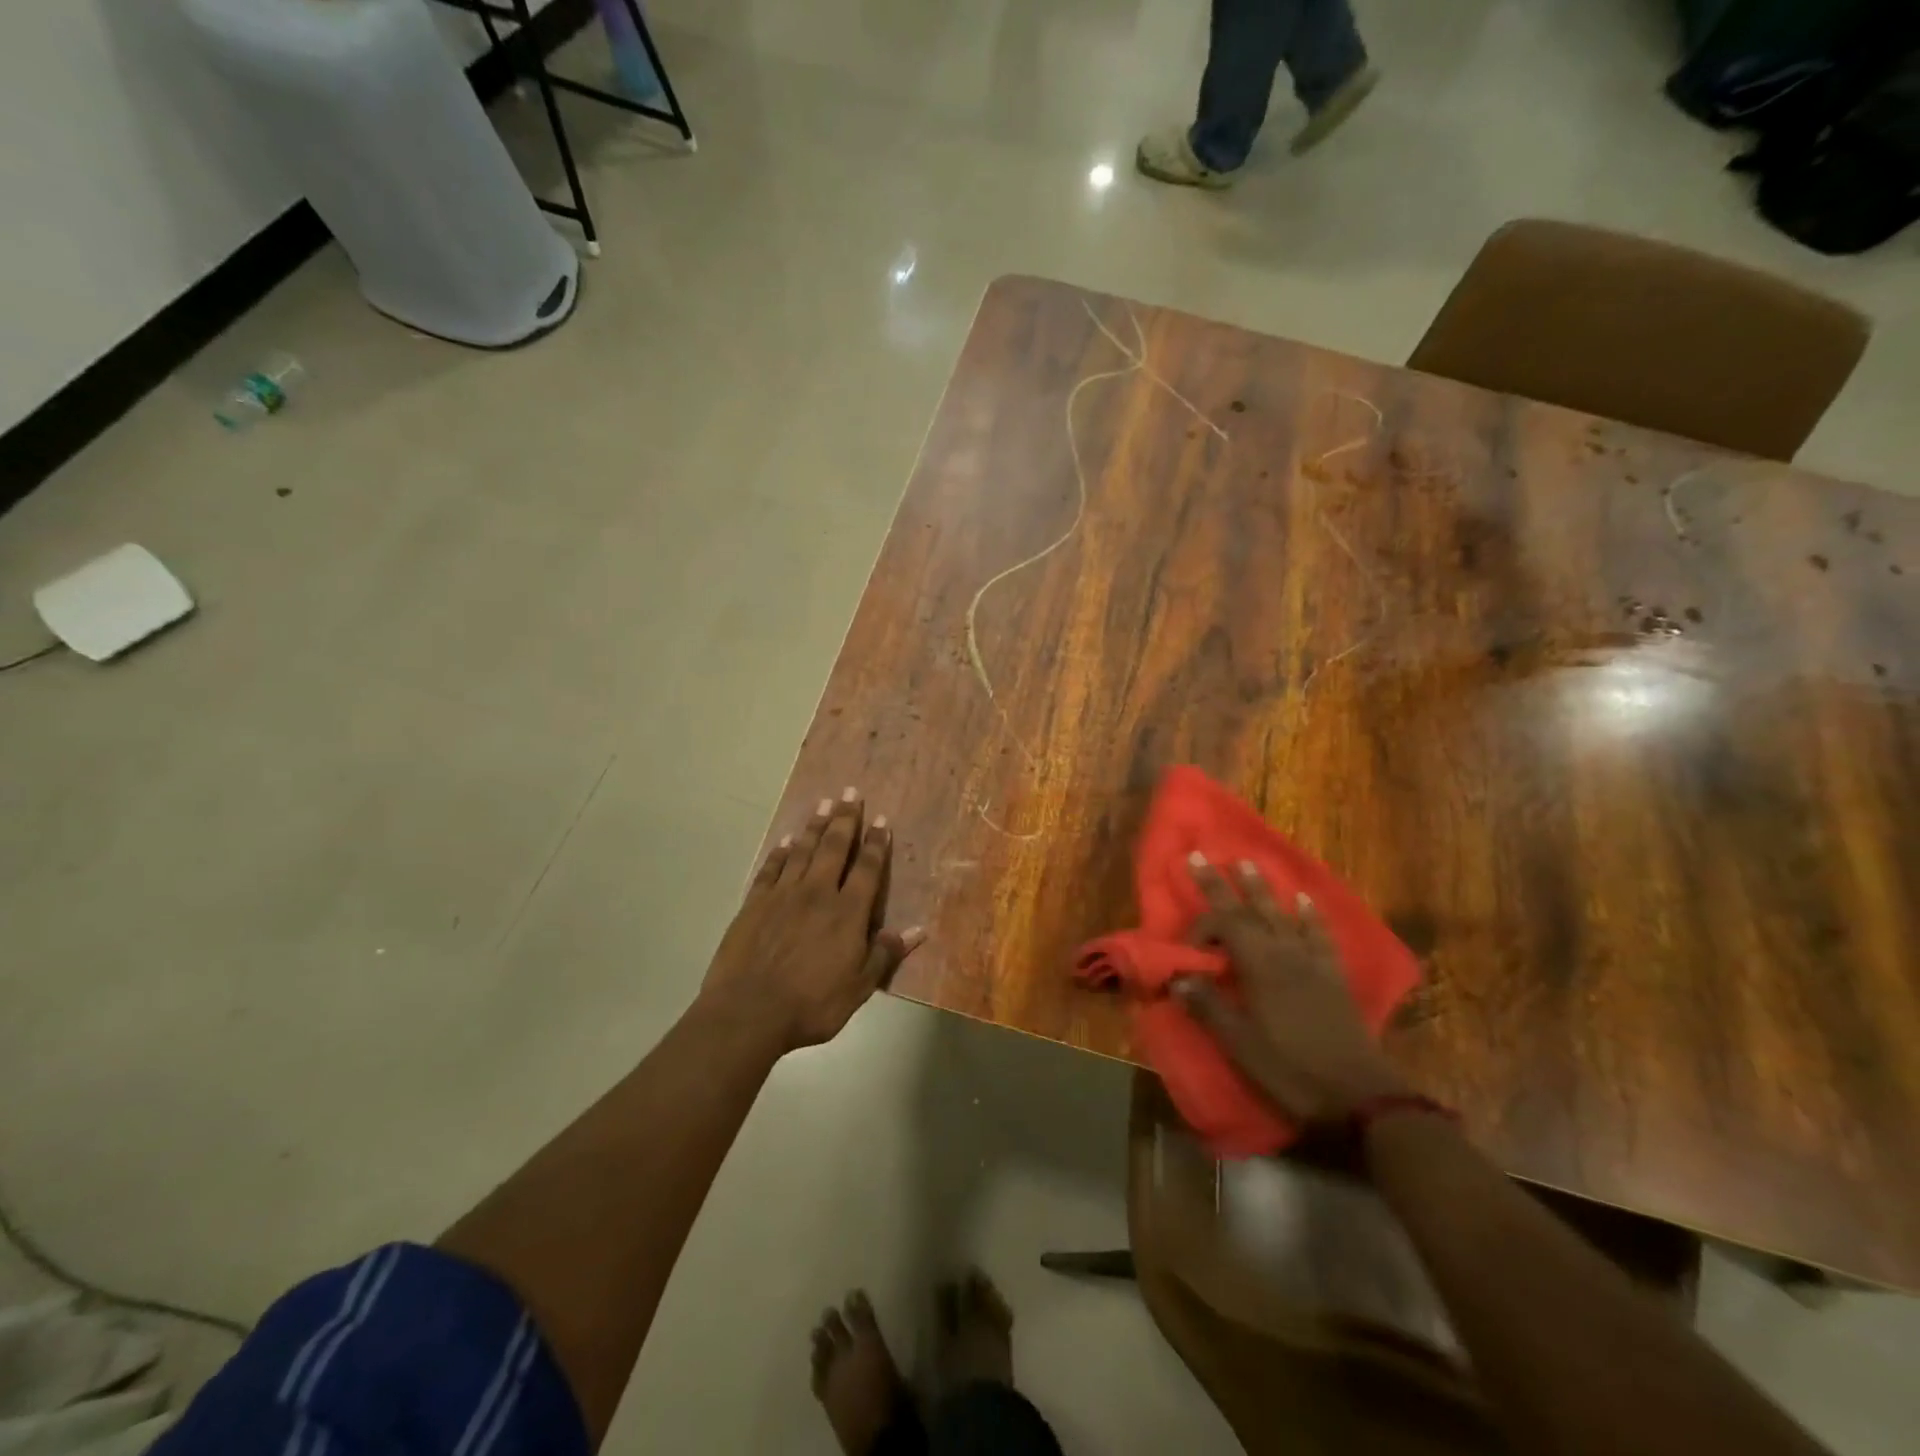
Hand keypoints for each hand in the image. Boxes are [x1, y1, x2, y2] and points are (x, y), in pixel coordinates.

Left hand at [700, 789, 924, 1051]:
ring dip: (815, 826)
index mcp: (847, 912)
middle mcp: (817, 893)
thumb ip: (885, 954)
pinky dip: (779, 853)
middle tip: (851, 792)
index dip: (875, 843)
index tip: (881, 819)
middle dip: (845, 819)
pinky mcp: (754, 904)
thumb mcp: (859, 987)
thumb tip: (918, 930)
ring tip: (825, 804)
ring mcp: (782, 895)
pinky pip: (770, 869)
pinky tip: (785, 841)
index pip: (866, 869)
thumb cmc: (811, 1004)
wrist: (748, 1011)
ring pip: (802, 851)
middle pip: (834, 848)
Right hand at [1174, 855, 1408, 1125]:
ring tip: (1249, 862)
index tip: (1185, 944)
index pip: (1224, 925)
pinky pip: (1319, 934)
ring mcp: (1312, 961)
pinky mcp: (1333, 975)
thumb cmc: (1291, 1070)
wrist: (1359, 1096)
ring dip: (1263, 887)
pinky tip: (1305, 900)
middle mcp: (1284, 953)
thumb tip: (1176, 977)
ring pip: (1282, 913)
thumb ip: (1208, 1006)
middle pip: (1249, 909)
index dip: (1201, 925)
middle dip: (1222, 882)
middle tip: (1202, 855)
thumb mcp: (1240, 1044)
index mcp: (1259, 966)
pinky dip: (1310, 914)